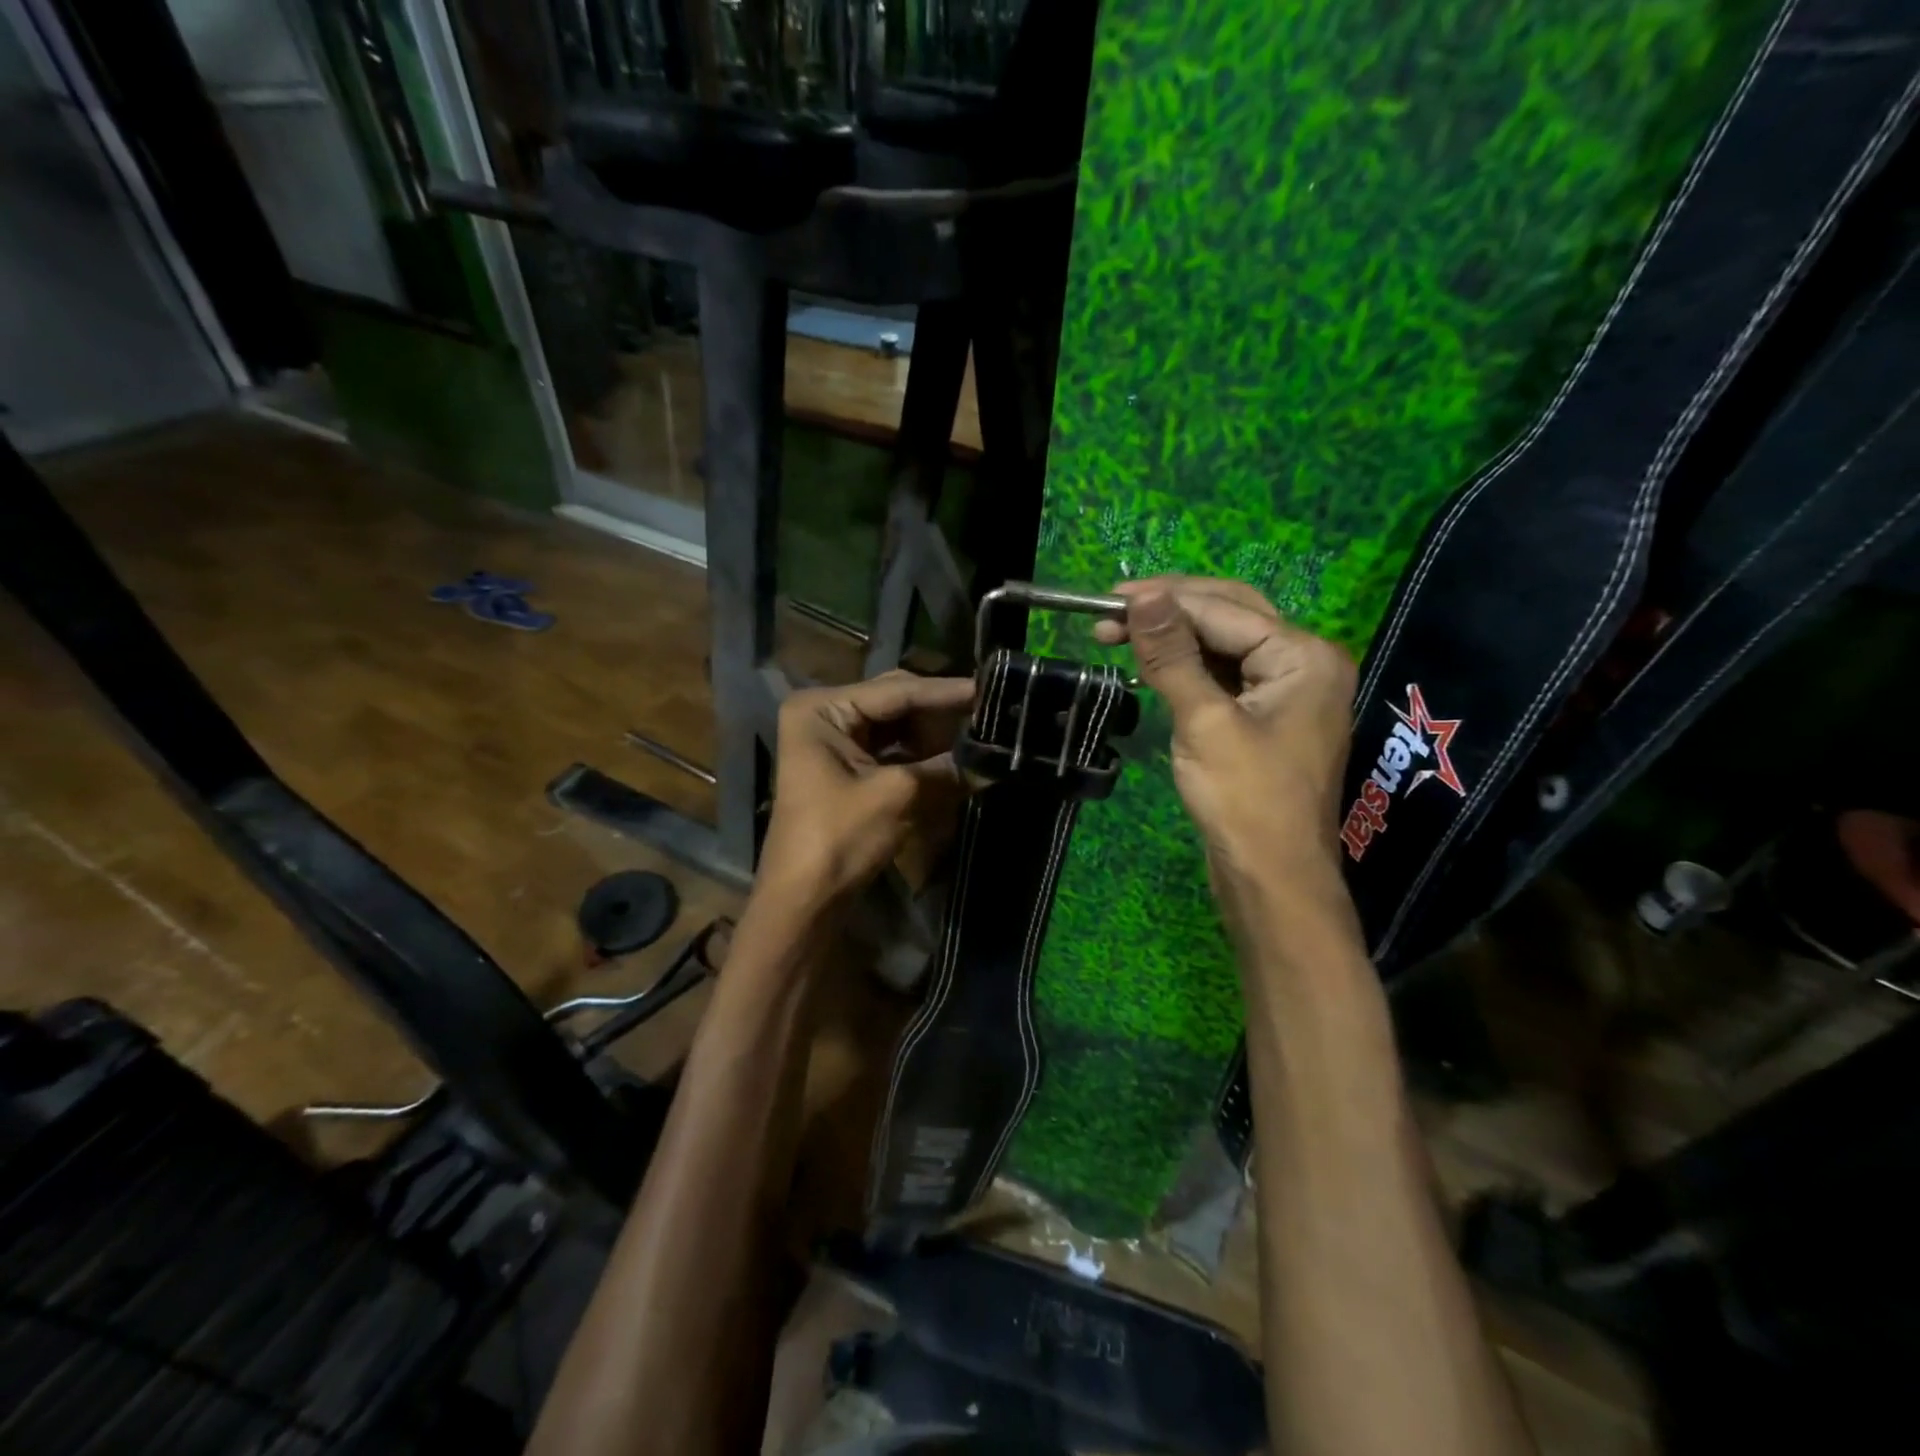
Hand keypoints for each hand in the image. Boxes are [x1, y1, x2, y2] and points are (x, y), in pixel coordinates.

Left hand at [756, 671, 975, 907]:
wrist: (804, 899)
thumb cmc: (839, 838)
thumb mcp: (898, 795)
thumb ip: (946, 768)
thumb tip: (992, 759)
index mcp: (822, 709)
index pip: (896, 692)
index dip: (946, 692)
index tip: (989, 688)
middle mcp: (824, 714)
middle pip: (894, 702)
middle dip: (939, 713)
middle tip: (987, 713)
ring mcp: (832, 740)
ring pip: (895, 725)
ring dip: (933, 734)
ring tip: (976, 735)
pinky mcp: (843, 766)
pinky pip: (889, 748)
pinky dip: (919, 754)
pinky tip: (952, 756)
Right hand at [1095, 576, 1355, 878]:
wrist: (1273, 880)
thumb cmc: (1245, 801)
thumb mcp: (1204, 722)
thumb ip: (1172, 654)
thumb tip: (1142, 596)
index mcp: (1303, 655)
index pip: (1222, 609)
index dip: (1162, 599)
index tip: (1105, 598)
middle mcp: (1304, 663)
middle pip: (1230, 615)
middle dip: (1169, 610)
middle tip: (1109, 611)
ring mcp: (1288, 692)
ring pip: (1225, 645)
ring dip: (1175, 638)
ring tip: (1119, 635)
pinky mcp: (1267, 718)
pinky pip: (1225, 675)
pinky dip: (1188, 667)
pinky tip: (1152, 666)